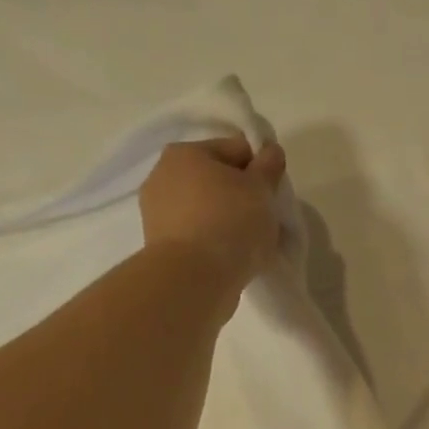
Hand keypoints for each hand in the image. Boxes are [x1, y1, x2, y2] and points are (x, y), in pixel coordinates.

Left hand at [138, 136, 288, 288]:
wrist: (194, 279)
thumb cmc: (230, 224)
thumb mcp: (261, 190)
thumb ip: (268, 167)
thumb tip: (271, 150)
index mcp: (186, 152)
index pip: (236, 150)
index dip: (260, 171)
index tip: (271, 197)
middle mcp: (163, 175)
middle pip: (216, 180)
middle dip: (241, 197)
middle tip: (262, 223)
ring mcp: (157, 212)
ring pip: (205, 210)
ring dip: (226, 221)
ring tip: (246, 246)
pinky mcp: (159, 246)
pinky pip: (196, 235)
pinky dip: (212, 243)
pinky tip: (228, 259)